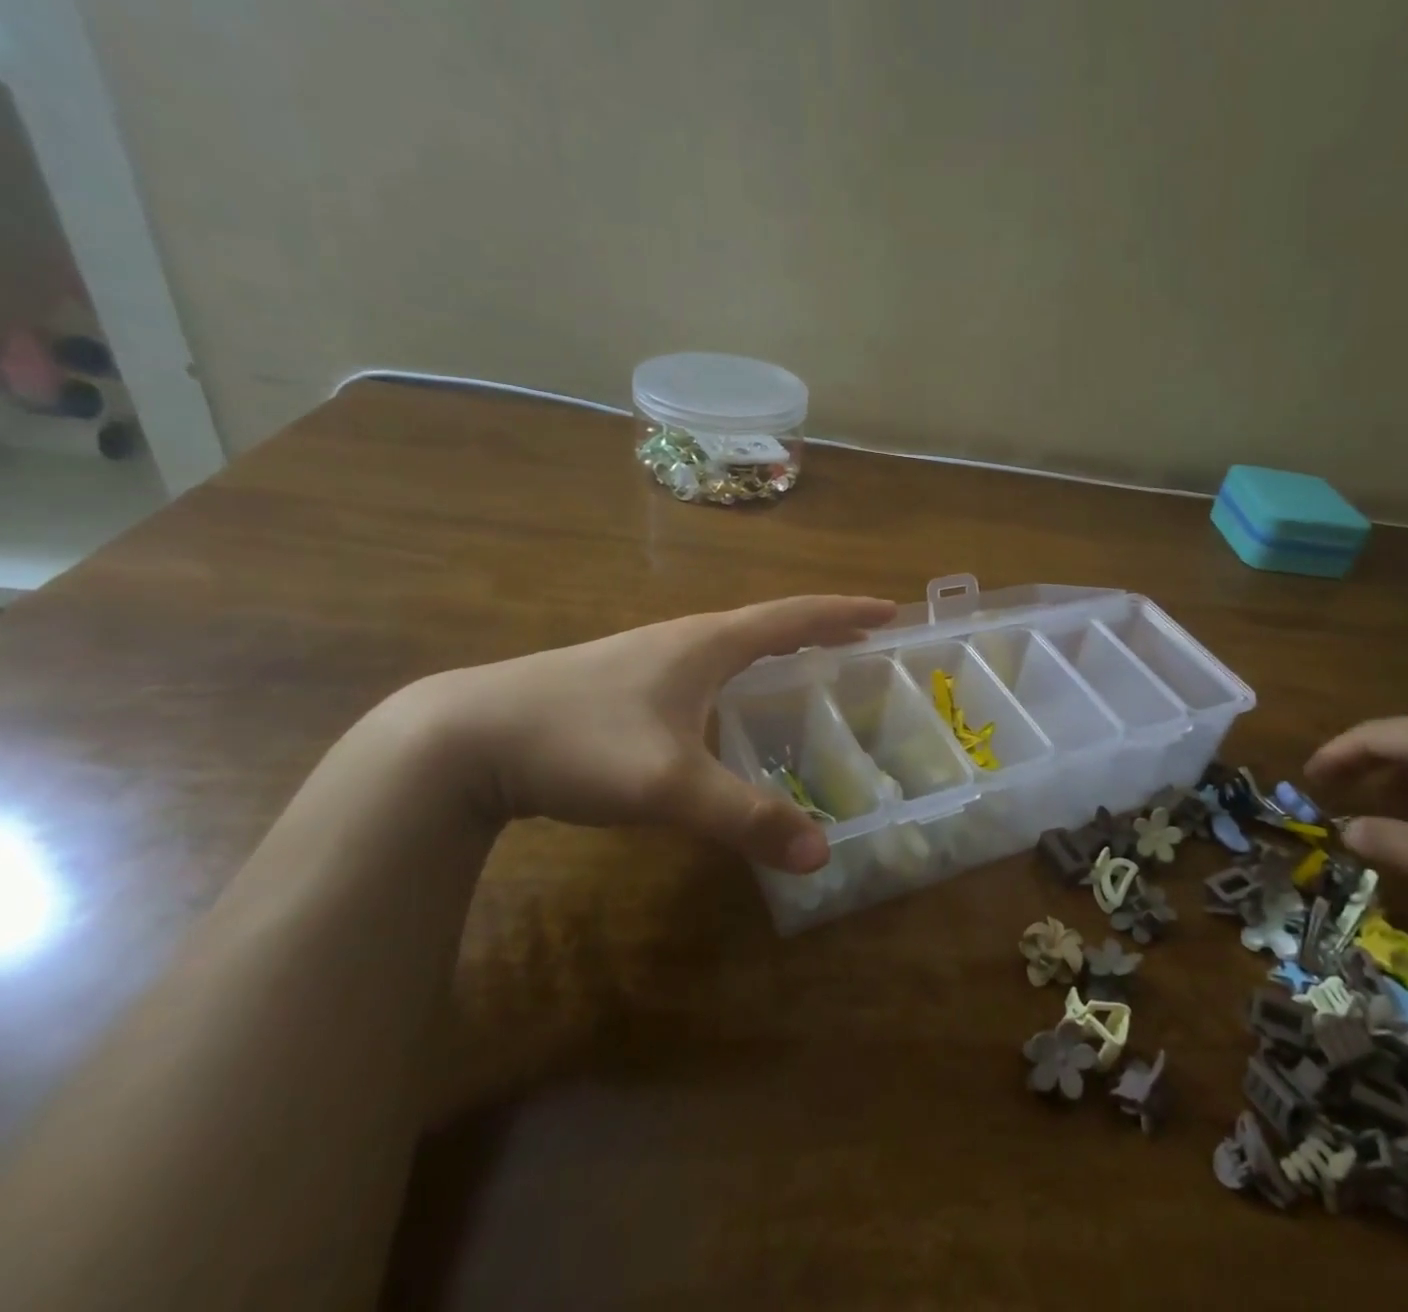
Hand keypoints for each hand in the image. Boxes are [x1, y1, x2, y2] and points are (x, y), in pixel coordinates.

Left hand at [403, 594, 895, 872]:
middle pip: (768, 624)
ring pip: (733, 644)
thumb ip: (746, 818)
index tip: (888, 610)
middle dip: (820, 628)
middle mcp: (685, 639)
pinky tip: (730, 705)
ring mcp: (650, 658)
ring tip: (809, 664)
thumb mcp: (669, 784)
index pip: (794, 616)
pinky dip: (742, 674)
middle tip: (863, 638)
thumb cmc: (578, 741)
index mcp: (708, 643)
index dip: (844, 612)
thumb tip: (821, 852)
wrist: (463, 738)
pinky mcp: (624, 684)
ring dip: (779, 648)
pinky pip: (705, 668)